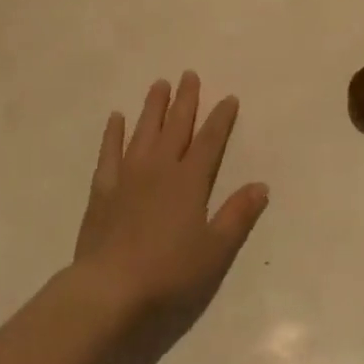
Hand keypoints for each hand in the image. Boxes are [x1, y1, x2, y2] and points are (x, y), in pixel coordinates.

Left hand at [73, 73, 268, 321]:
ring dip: (152, 107)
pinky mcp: (103, 190)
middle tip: (189, 75)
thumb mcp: (215, 250)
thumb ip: (237, 215)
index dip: (221, 119)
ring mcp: (128, 176)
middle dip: (185, 100)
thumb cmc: (169, 273)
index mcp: (189, 182)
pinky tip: (116, 118)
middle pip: (175, 127)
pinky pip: (109, 153)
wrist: (110, 288)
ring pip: (143, 131)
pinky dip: (113, 134)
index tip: (228, 98)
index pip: (210, 141)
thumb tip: (261, 185)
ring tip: (159, 84)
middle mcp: (159, 169)